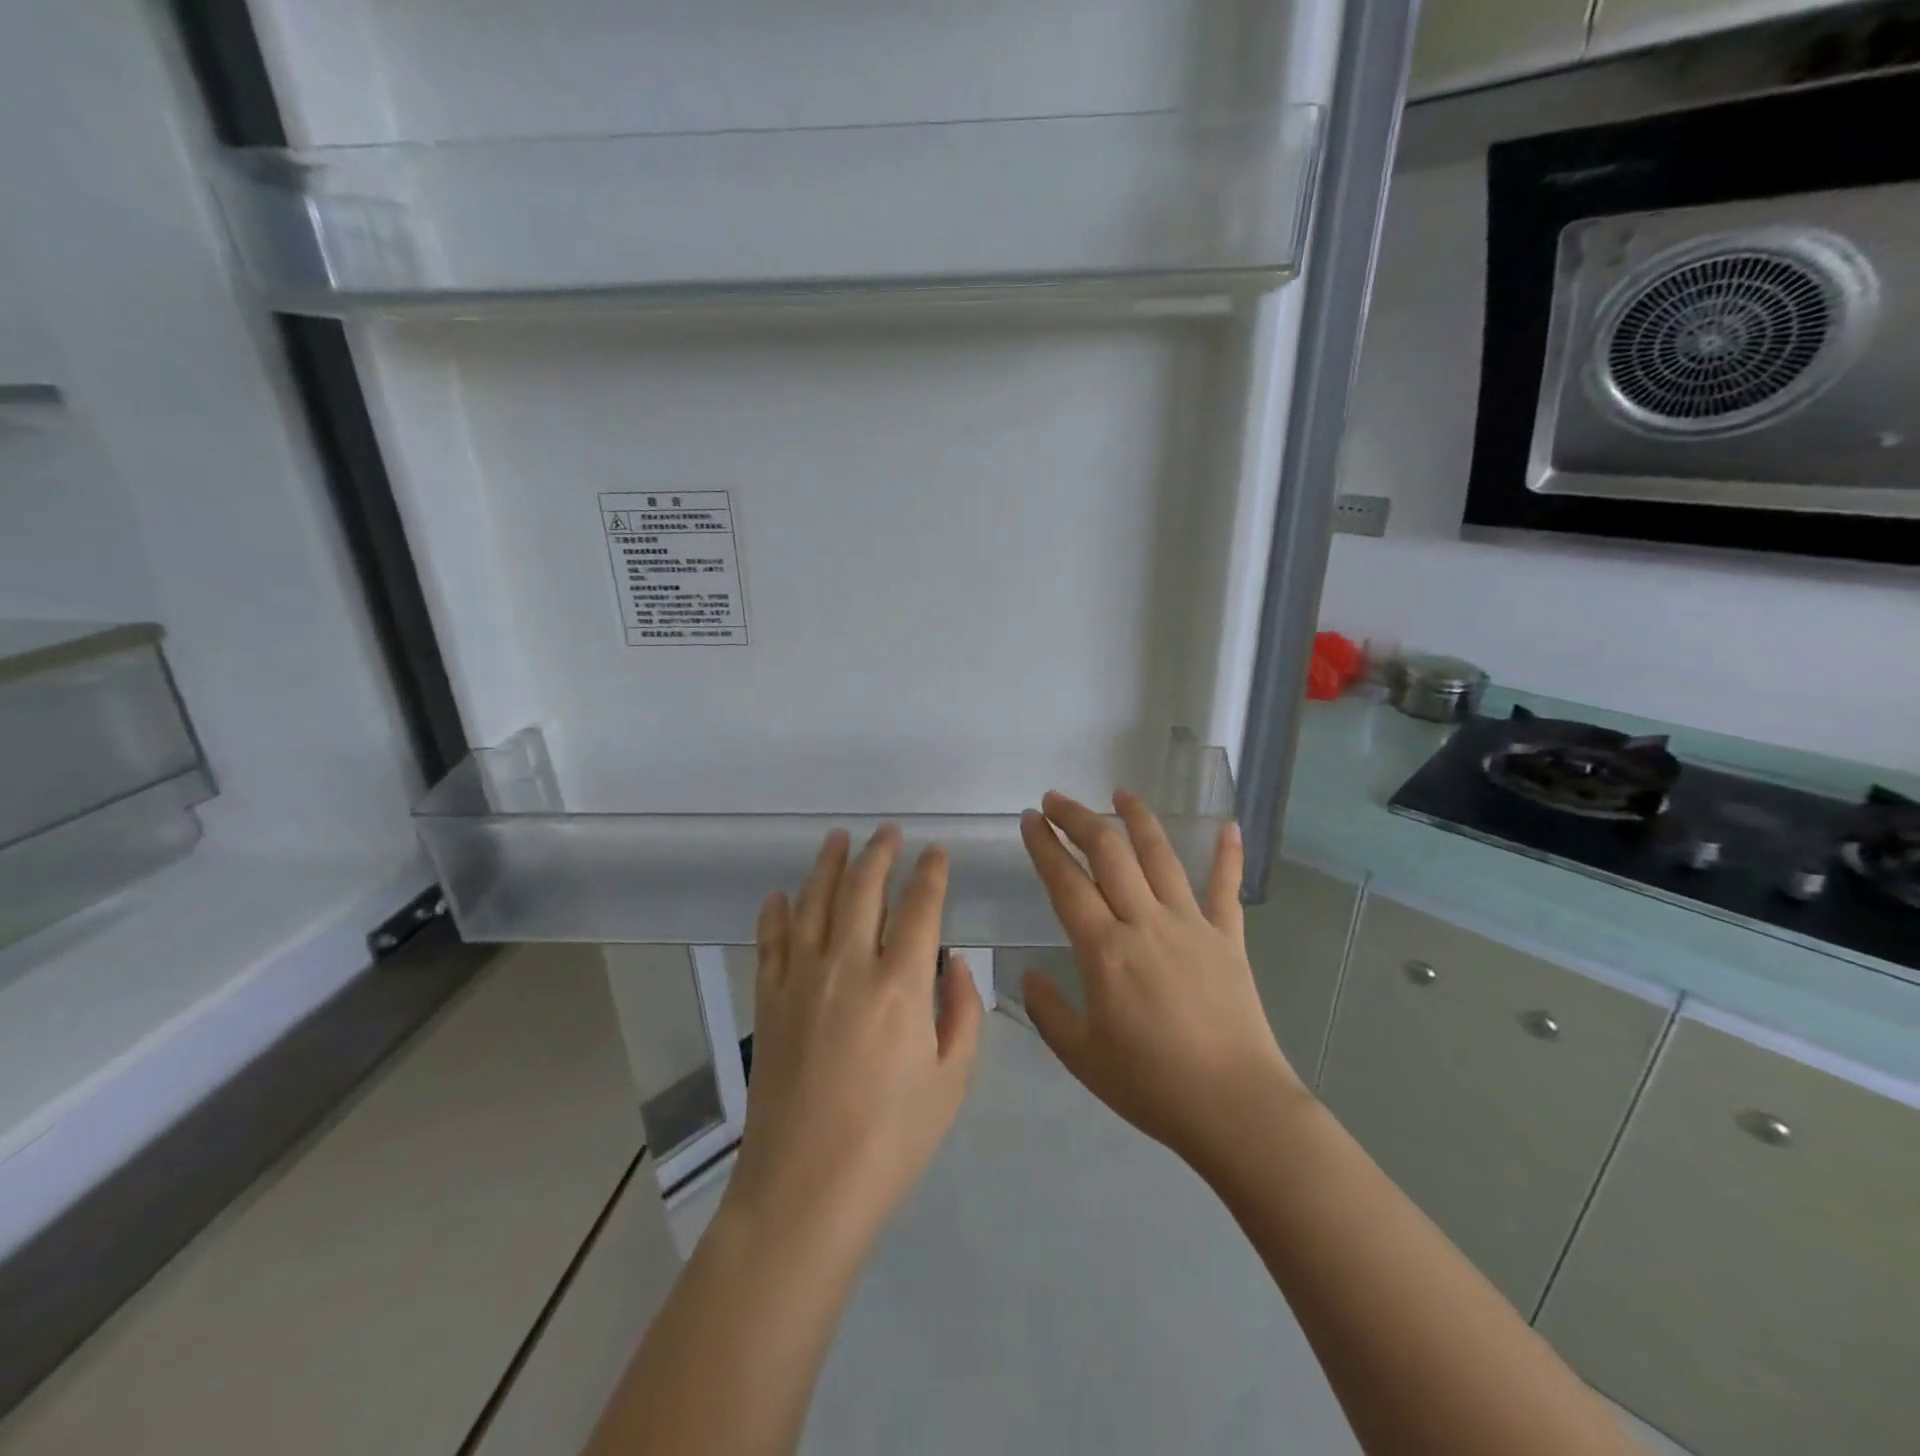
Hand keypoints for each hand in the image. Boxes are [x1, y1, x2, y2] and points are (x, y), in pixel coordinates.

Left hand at [723, 826, 983, 1251]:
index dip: (931, 874)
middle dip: (880, 853)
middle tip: (889, 832)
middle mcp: (849, 966)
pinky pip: (770, 941)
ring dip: (828, 864)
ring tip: (838, 838)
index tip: (936, 852)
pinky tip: (781, 895)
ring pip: (814, 902)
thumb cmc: (890, 1140)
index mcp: (901, 985)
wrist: (804, 1191)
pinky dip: (776, 912)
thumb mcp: (951, 1081)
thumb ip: (962, 1011)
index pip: (920, 907)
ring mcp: (801, 979)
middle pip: (863, 889)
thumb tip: (953, 961)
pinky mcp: (768, 1000)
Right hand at [1018, 790, 1303, 1167]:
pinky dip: (1227, 855)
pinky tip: (1228, 825)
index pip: (1067, 882)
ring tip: (1120, 792)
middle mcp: (1145, 923)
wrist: (1236, 1108)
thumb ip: (1048, 1012)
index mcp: (1105, 950)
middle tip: (1057, 799)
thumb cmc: (1152, 1086)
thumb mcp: (1082, 1057)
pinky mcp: (1228, 939)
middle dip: (1079, 819)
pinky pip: (1226, 888)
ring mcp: (1191, 925)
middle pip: (1109, 854)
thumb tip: (1027, 976)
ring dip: (1137, 819)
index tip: (1030, 819)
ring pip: (1160, 856)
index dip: (1045, 846)